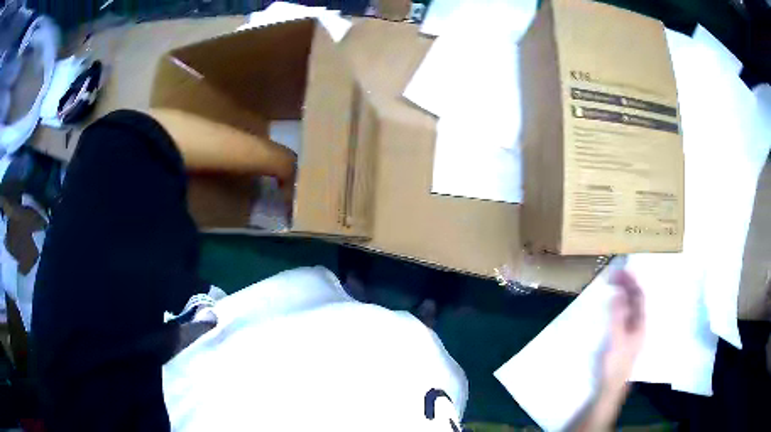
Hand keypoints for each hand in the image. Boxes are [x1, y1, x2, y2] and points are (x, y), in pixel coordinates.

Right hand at [574, 271, 644, 430]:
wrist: (609, 388)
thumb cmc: (614, 365)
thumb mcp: (616, 342)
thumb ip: (618, 318)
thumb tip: (619, 295)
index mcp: (640, 325)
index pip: (639, 298)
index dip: (632, 282)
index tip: (621, 271)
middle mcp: (638, 325)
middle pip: (636, 300)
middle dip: (627, 285)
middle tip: (613, 274)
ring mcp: (630, 331)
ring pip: (630, 307)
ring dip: (623, 293)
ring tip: (613, 283)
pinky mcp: (622, 337)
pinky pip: (623, 314)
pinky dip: (618, 304)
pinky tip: (612, 303)